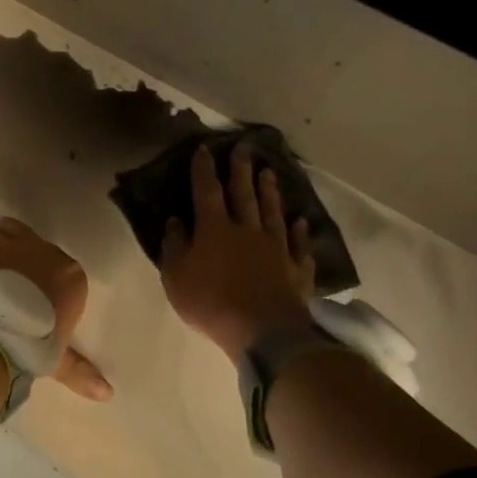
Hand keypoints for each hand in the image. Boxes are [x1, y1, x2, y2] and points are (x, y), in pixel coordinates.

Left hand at [0, 218, 111, 400]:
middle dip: (4, 249)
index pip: (53, 260)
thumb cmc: (37, 342)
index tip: (28, 293)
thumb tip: (106, 394)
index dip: (36, 272)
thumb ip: (80, 369)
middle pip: (13, 233)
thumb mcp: (59, 358)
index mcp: (63, 270)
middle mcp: (29, 247)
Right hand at [160, 143, 316, 360]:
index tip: (204, 149)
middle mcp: (246, 230)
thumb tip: (175, 222)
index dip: (204, 170)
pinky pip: (299, 245)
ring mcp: (276, 248)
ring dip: (270, 192)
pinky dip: (301, 232)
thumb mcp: (176, 277)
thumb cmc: (210, 303)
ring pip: (272, 212)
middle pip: (243, 194)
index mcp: (214, 229)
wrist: (263, 330)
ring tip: (269, 172)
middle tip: (244, 147)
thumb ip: (174, 247)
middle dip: (241, 170)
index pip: (206, 192)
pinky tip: (302, 221)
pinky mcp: (297, 268)